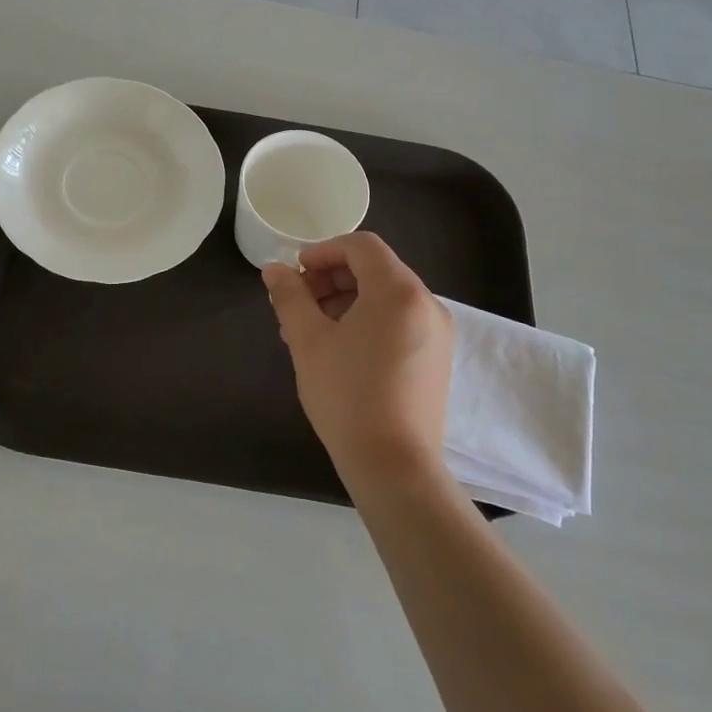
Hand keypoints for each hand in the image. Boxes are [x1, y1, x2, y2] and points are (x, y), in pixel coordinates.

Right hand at [263, 232, 452, 488]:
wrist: (394, 465)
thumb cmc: (347, 395)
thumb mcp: (308, 340)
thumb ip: (290, 296)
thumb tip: (274, 269)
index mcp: (398, 291)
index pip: (361, 246)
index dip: (323, 251)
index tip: (295, 275)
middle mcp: (426, 303)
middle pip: (375, 269)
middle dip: (331, 279)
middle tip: (297, 305)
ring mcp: (437, 332)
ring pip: (386, 297)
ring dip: (346, 301)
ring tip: (311, 331)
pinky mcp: (436, 358)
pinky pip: (399, 321)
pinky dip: (368, 321)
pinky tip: (340, 350)